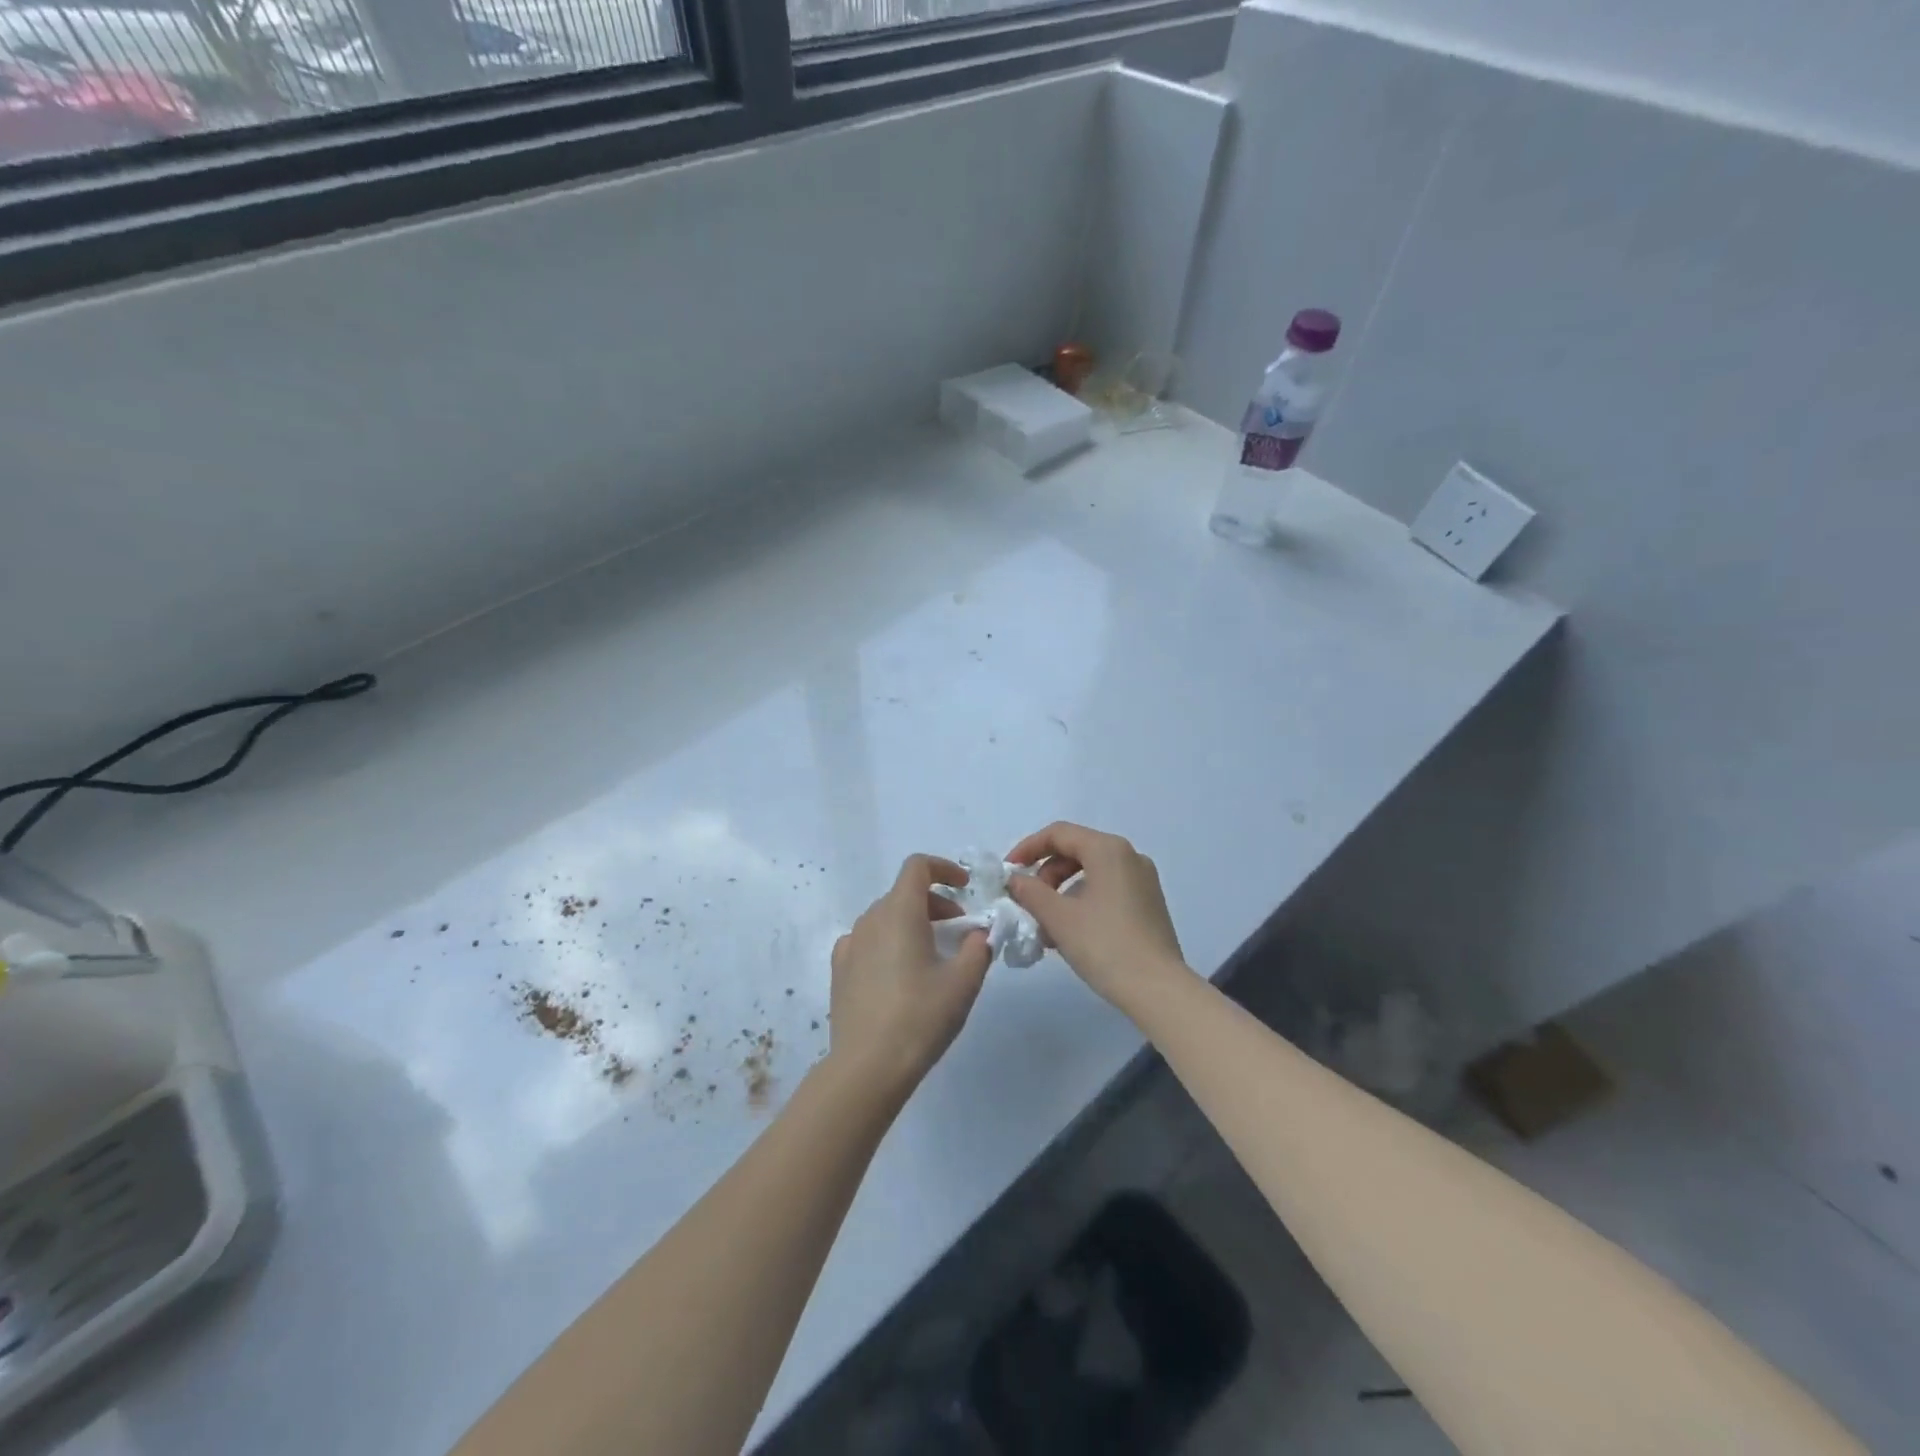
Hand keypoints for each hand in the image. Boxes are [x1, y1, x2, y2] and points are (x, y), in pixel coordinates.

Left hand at [829, 855, 992, 1099]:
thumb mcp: (963, 982)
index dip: (943, 868)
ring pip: (886, 917)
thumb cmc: (920, 1017)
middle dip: (935, 903)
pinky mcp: (839, 969)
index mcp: (899, 912)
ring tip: (933, 956)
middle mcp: (870, 919)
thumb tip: (978, 934)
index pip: (917, 866)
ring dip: (913, 923)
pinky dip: (889, 943)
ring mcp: (850, 944)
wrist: (867, 1066)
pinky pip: (868, 941)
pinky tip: (900, 974)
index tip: (964, 887)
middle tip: (958, 933)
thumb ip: (978, 947)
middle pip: (904, 893)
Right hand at [1007, 822, 1188, 1010]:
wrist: (1158, 990)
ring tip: (1046, 928)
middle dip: (1046, 875)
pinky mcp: (1148, 904)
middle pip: (1076, 851)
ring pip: (1090, 873)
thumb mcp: (1058, 917)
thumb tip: (1015, 880)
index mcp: (1108, 850)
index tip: (1008, 872)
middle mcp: (1129, 856)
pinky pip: (1107, 890)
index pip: (1059, 834)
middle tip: (1029, 903)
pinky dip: (1082, 902)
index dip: (1028, 848)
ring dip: (1062, 893)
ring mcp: (1143, 881)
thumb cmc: (1104, 945)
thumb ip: (1030, 892)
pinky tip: (1070, 934)